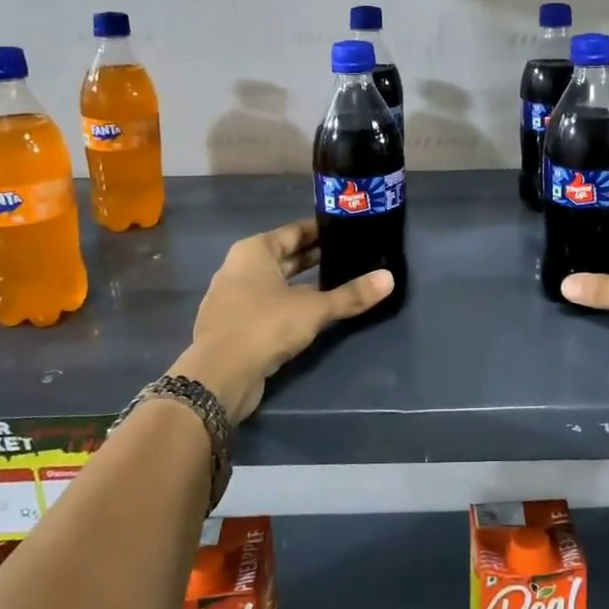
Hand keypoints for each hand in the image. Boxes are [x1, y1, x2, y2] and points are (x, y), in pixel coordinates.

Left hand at [170, 220, 393, 422]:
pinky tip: (311, 314)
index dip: (321, 231)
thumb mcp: (314, 309)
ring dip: (302, 283)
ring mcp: (232, 298)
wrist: (219, 377)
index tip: (347, 231)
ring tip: (336, 283)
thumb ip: (350, 295)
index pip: (294, 231)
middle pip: (284, 256)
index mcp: (254, 251)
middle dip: (314, 257)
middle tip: (349, 256)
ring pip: (275, 282)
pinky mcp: (233, 325)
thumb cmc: (265, 326)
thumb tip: (389, 279)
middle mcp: (238, 268)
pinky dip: (288, 304)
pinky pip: (267, 305)